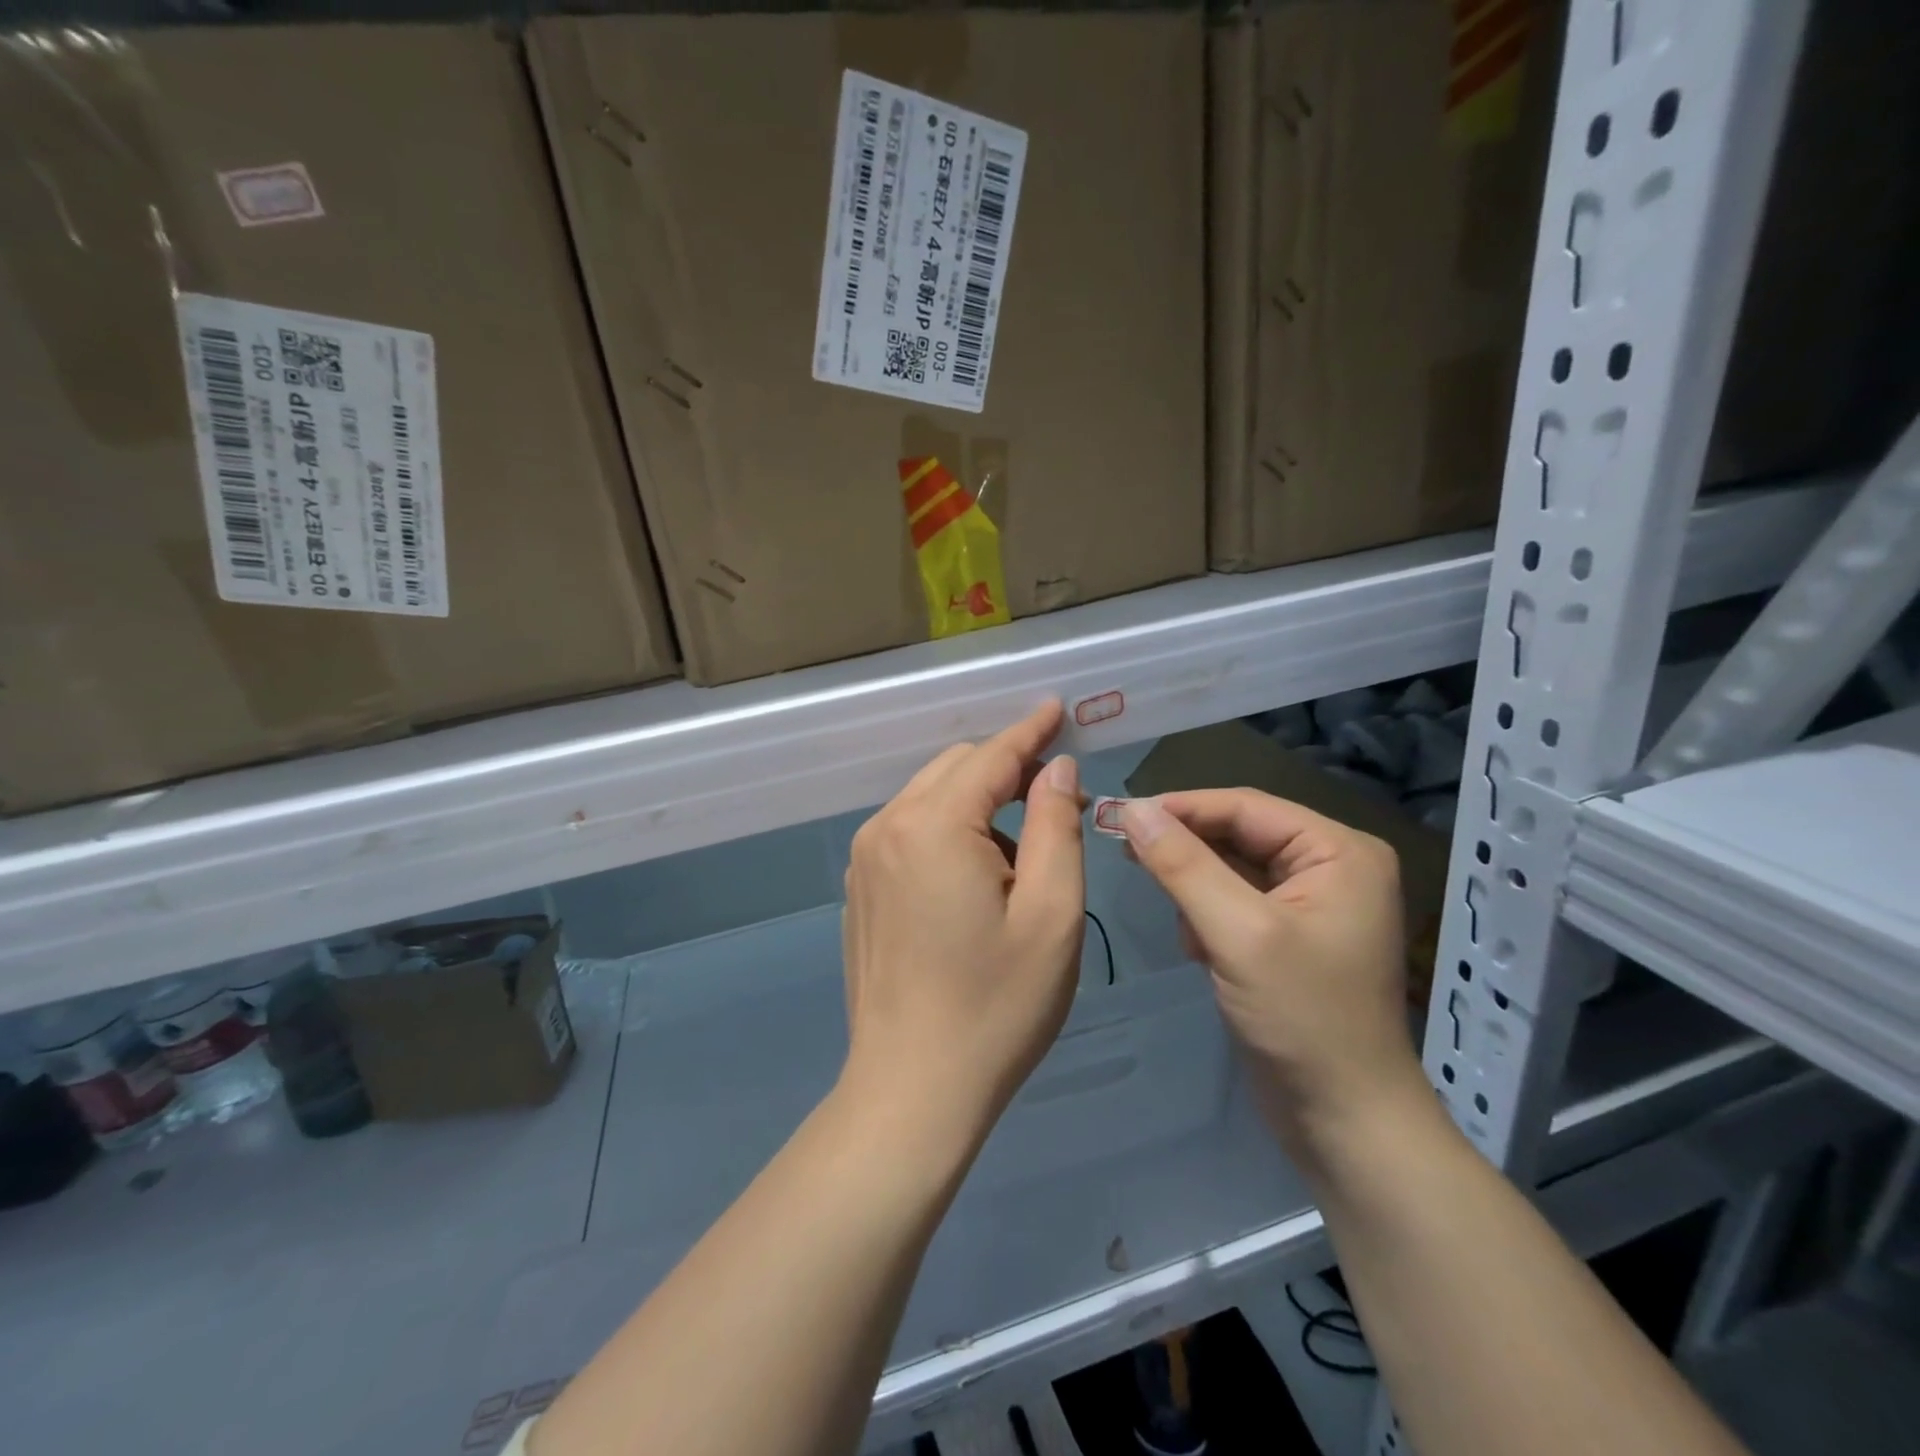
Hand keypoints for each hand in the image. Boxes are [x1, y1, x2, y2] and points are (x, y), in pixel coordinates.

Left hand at [840, 701, 1086, 1155]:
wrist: (912, 1088)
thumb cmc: (996, 1005)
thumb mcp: (1051, 914)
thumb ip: (1056, 826)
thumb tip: (1055, 769)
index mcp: (932, 826)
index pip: (990, 756)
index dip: (1030, 730)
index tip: (1058, 708)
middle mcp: (887, 827)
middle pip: (955, 768)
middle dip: (1007, 769)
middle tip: (1058, 801)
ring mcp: (865, 859)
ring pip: (930, 797)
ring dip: (978, 804)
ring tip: (1023, 857)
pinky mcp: (860, 888)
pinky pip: (909, 831)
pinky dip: (948, 830)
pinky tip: (976, 879)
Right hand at [1119, 790, 1426, 1154]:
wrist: (1345, 1122)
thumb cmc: (1303, 1019)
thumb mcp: (1238, 933)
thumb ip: (1183, 865)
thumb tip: (1132, 809)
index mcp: (1338, 851)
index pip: (1245, 806)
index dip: (1181, 807)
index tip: (1120, 816)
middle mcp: (1330, 866)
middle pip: (1238, 834)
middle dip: (1186, 851)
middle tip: (1126, 855)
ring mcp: (1311, 902)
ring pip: (1230, 868)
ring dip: (1195, 889)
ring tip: (1181, 926)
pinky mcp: (1289, 935)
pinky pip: (1235, 901)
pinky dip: (1207, 916)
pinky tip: (1198, 949)